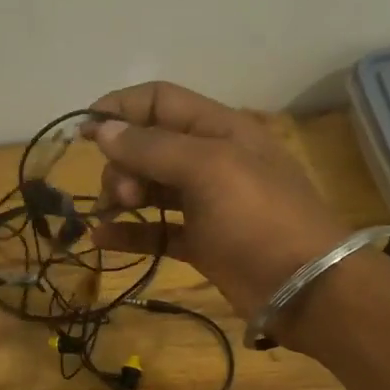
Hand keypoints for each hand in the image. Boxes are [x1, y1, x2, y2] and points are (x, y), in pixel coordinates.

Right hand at [84, 82, 349, 326]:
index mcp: (219, 129)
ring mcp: (207, 204)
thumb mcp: (208, 169)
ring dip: (122, 195)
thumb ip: (153, 148)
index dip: (121, 108)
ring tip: (110, 213)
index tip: (84, 130)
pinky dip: (130, 233)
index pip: (160, 101)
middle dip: (123, 163)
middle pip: (150, 146)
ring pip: (150, 188)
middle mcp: (211, 160)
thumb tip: (103, 130)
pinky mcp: (202, 243)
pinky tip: (101, 239)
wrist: (305, 288)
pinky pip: (157, 230)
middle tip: (121, 194)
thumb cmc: (259, 217)